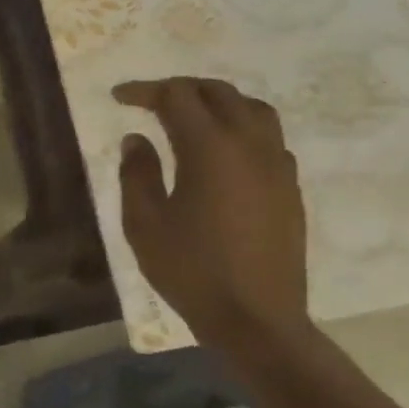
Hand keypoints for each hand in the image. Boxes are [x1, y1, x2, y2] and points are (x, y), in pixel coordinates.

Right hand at [111, 78, 309, 350]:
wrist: (256, 318)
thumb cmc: (190, 270)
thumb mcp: (144, 223)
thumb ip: (137, 173)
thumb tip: (137, 140)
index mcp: (210, 149)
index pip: (176, 97)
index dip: (145, 91)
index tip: (119, 97)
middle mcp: (249, 145)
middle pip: (218, 92)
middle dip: (181, 89)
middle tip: (150, 101)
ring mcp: (276, 165)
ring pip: (252, 109)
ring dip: (217, 102)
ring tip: (190, 116)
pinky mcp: (289, 187)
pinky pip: (268, 137)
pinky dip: (240, 127)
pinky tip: (222, 152)